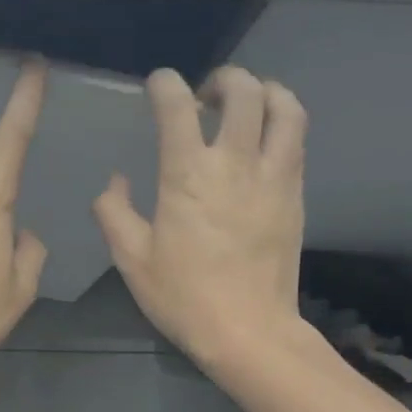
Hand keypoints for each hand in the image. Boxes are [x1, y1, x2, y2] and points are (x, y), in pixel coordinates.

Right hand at [93, 65, 308, 368]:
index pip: (178, 106)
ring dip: (265, 92)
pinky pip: (296, 142)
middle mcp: (235, 164)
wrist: (248, 331)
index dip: (166, 84)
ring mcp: (273, 177)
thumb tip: (116, 181)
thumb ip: (114, 211)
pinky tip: (263, 142)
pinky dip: (282, 125)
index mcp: (188, 175)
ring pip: (285, 109)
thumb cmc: (183, 295)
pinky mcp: (295, 195)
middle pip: (244, 92)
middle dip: (224, 80)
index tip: (158, 86)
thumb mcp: (131, 258)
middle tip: (206, 96)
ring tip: (248, 104)